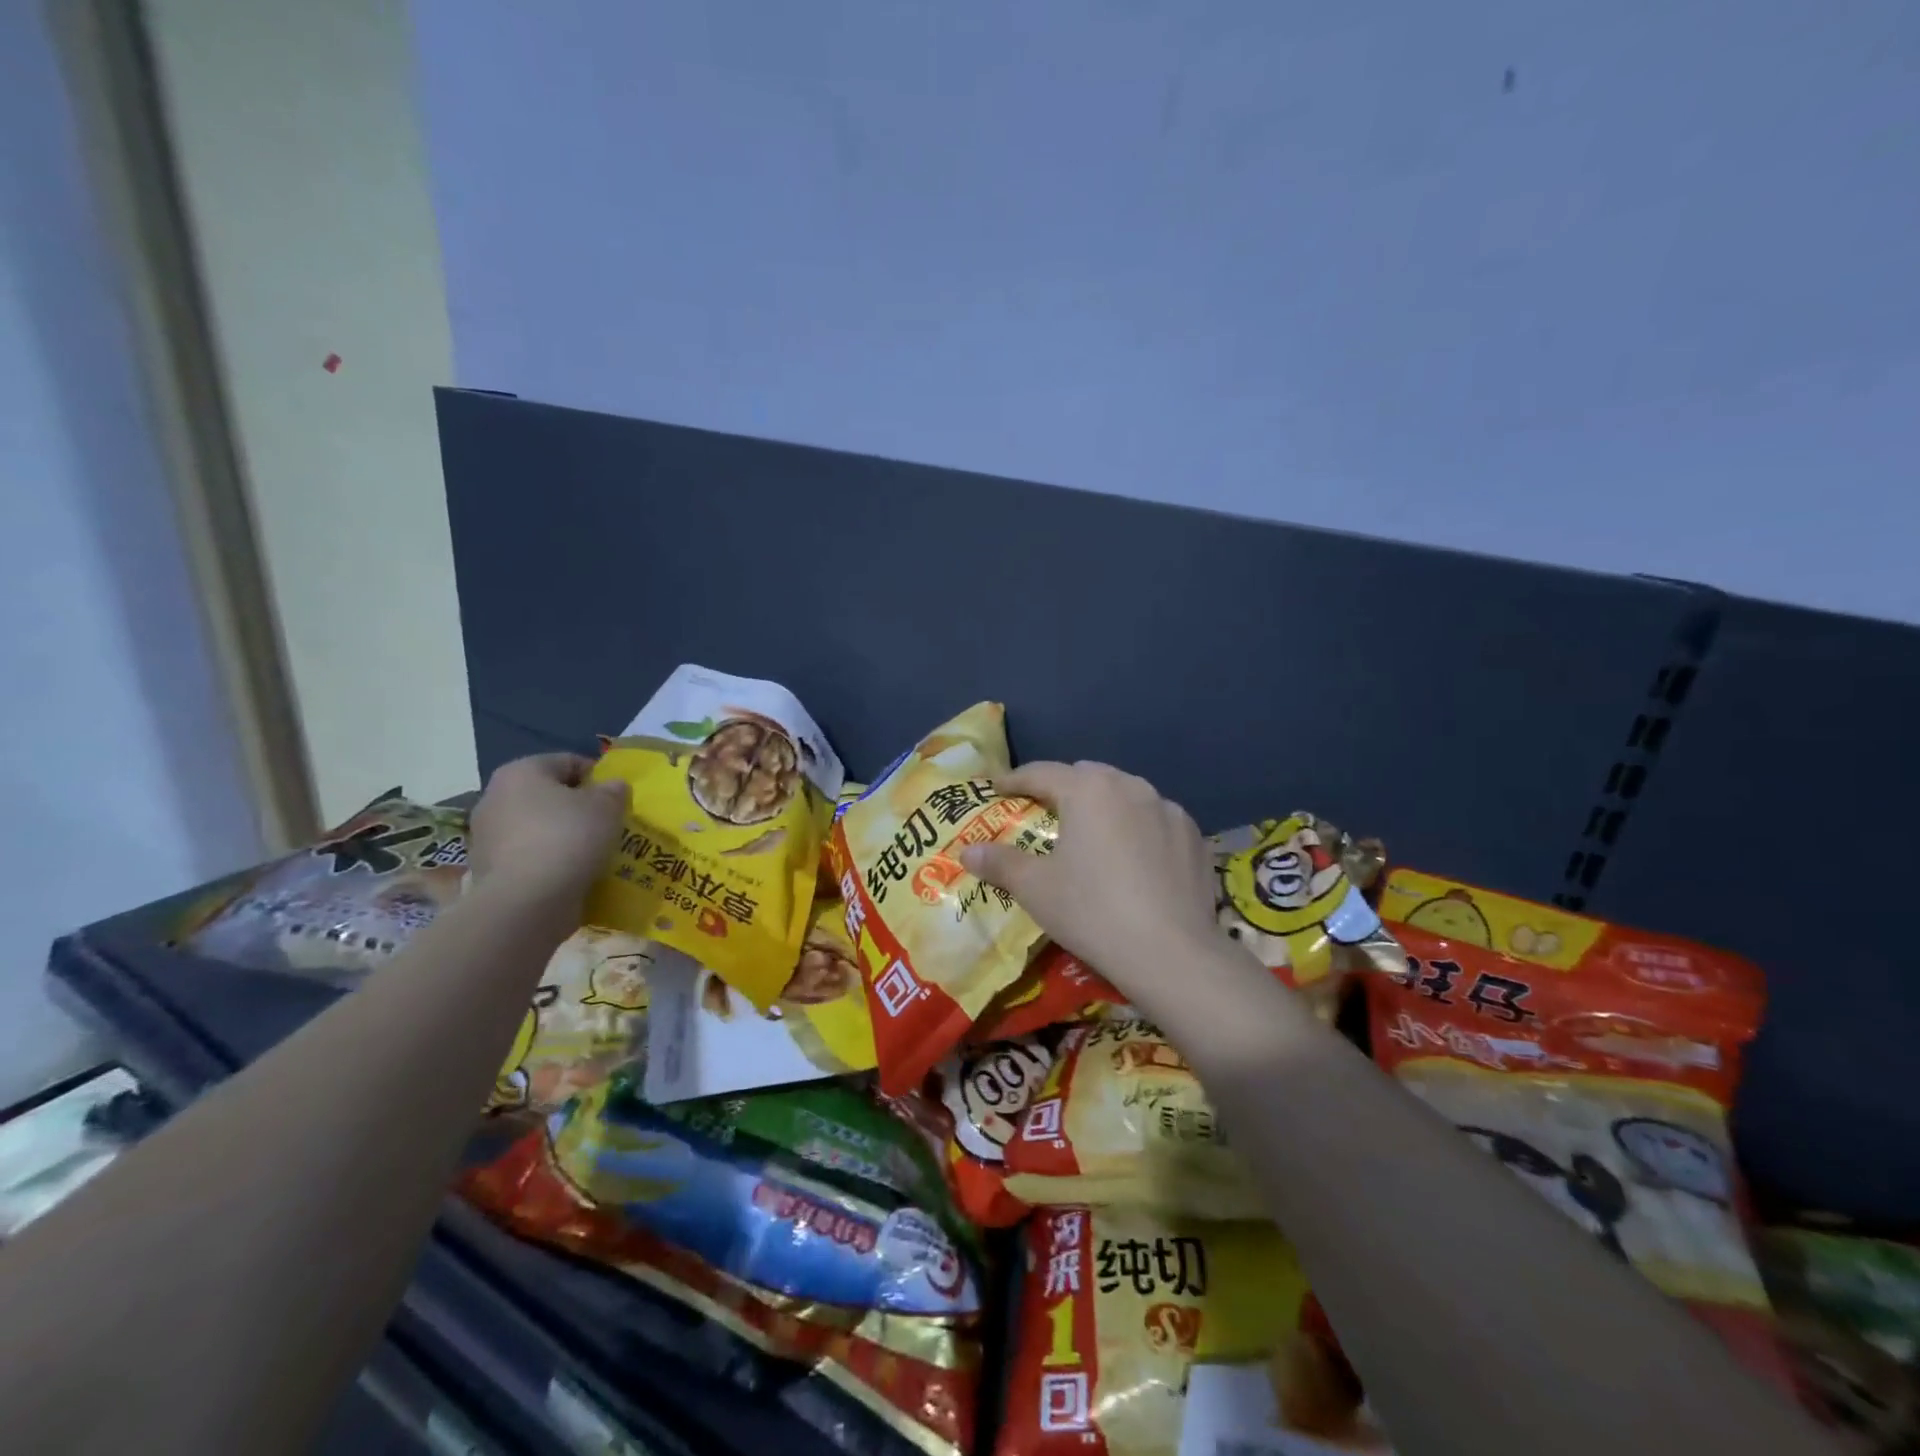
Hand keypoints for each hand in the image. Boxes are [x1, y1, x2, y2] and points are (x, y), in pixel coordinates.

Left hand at [469, 754, 628, 904]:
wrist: (526, 902)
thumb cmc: (568, 838)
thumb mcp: (607, 807)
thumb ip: (614, 791)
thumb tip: (612, 787)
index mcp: (520, 772)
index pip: (567, 761)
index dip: (597, 776)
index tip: (618, 797)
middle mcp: (495, 797)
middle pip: (548, 795)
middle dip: (578, 807)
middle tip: (608, 824)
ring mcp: (486, 836)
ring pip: (538, 827)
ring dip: (564, 835)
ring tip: (594, 852)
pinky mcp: (488, 870)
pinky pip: (529, 856)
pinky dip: (550, 861)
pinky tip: (573, 874)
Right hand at [959, 761, 1221, 994]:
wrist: (1172, 953)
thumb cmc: (1092, 911)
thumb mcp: (1036, 889)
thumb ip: (1000, 863)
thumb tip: (967, 851)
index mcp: (1088, 791)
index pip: (1043, 772)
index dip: (1016, 779)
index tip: (998, 788)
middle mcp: (1130, 787)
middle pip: (1088, 776)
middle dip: (1063, 787)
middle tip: (1045, 811)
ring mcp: (1168, 809)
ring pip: (1126, 793)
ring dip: (1104, 804)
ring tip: (1093, 832)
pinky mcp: (1194, 836)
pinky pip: (1156, 819)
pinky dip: (1139, 826)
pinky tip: (1135, 856)